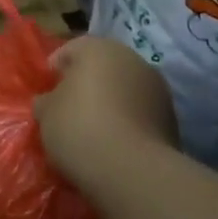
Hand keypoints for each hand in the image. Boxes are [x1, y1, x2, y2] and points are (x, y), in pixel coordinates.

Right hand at [33, 37, 178, 202]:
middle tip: (68, 109)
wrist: (131, 169)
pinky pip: (140, 112)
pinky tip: (114, 142)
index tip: (46, 92)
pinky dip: (128, 121)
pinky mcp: (171, 116)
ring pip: (124, 88)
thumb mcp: (46, 114)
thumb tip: (49, 101)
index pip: (71, 49)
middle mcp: (131, 58)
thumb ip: (46, 101)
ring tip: (93, 129)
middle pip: (102, 67)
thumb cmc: (79, 128)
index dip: (55, 69)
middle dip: (86, 84)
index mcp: (98, 48)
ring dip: (110, 102)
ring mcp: (157, 87)